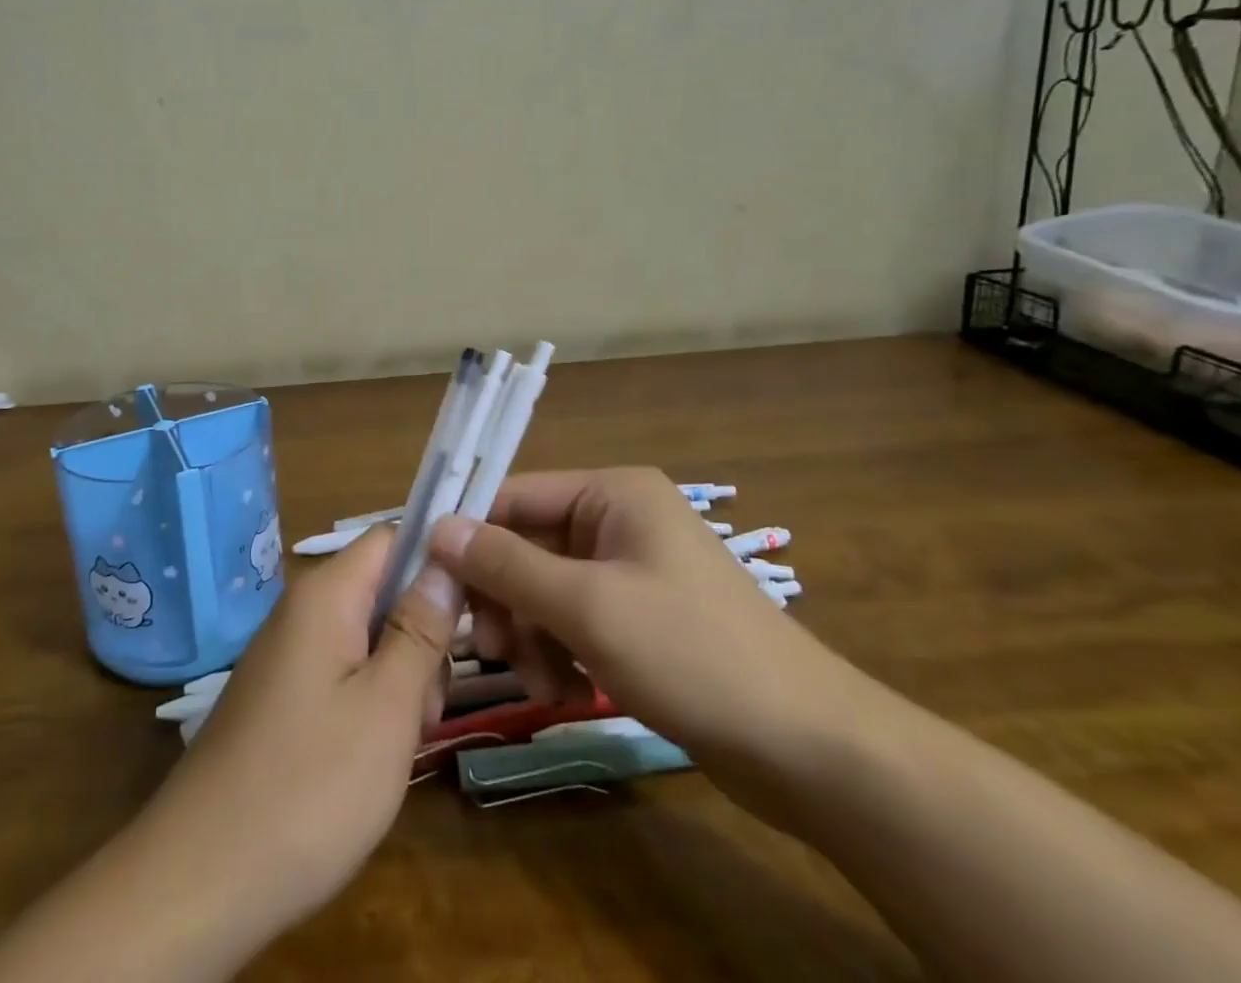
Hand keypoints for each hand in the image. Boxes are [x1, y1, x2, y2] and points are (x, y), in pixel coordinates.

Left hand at [139, 525, 459, 938]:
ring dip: (399, 678)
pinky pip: (340, 673)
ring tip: (402, 742)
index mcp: (326, 595)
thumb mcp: (388, 705)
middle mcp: (302, 611)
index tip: (473, 612)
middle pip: (382, 591)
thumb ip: (422, 629)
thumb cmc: (311, 785)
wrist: (200, 879)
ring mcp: (288, 655)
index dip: (437, 562)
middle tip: (429, 706)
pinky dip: (368, 702)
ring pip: (366, 638)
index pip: (392, 538)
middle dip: (420, 637)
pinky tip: (371, 757)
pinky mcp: (281, 697)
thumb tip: (446, 561)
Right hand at [428, 468, 864, 807]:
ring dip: (530, 633)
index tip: (431, 581)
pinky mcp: (640, 617)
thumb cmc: (691, 654)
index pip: (516, 495)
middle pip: (528, 545)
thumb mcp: (587, 606)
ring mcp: (630, 569)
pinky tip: (563, 692)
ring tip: (537, 683)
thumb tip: (438, 528)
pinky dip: (559, 651)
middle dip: (506, 599)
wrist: (808, 748)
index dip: (470, 534)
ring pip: (547, 588)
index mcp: (613, 493)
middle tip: (488, 650)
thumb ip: (507, 564)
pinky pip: (575, 619)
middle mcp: (619, 519)